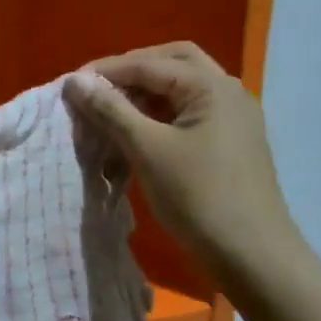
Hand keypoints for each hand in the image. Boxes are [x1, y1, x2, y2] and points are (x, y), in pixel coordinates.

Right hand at [64, 43, 304, 286]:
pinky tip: (136, 133)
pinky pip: (189, 113)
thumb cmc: (199, 198)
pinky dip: (159, 115)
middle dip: (130, 72)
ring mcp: (232, 119)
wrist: (252, 257)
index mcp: (211, 87)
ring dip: (144, 94)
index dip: (105, 72)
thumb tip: (75, 81)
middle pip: (172, 63)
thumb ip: (110, 110)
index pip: (148, 64)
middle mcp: (227, 92)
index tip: (68, 87)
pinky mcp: (230, 143)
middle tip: (95, 91)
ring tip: (109, 113)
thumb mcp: (147, 150)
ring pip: (181, 89)